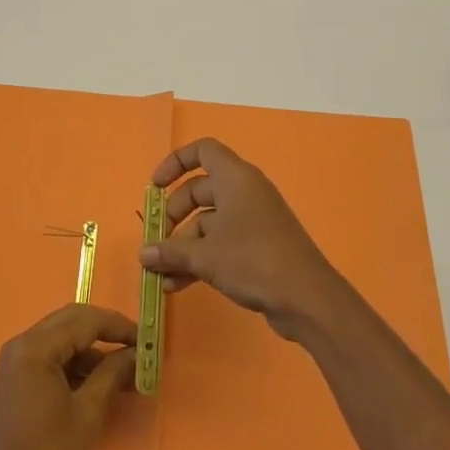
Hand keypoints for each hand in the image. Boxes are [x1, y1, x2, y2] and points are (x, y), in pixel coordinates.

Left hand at [0, 304, 137, 449]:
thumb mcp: (87, 414)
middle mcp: (22, 343)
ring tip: (123, 371)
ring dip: (91, 349)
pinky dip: (74, 362)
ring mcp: (15, 360)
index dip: (118, 326)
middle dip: (105, 330)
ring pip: (61, 337)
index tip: (146, 339)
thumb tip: (136, 353)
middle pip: (71, 321)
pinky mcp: (15, 376)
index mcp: (35, 347)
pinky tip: (97, 382)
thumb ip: (112, 375)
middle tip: (135, 347)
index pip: (84, 320)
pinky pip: (50, 355)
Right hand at [139, 139, 344, 339]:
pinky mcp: (259, 246)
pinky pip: (222, 242)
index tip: (154, 187)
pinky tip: (178, 286)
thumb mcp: (205, 255)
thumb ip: (170, 251)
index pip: (203, 151)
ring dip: (183, 246)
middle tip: (157, 240)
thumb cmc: (253, 260)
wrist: (307, 298)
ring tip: (160, 275)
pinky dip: (201, 258)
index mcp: (235, 178)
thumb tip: (143, 253)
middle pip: (200, 190)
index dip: (175, 163)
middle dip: (174, 215)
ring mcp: (254, 219)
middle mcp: (245, 192)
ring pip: (209, 222)